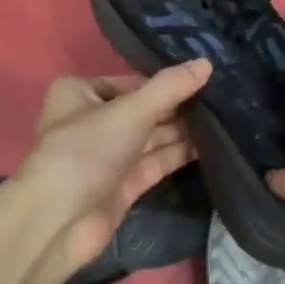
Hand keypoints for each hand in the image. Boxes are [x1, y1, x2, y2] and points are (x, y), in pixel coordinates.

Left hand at [14, 60, 210, 279]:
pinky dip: (178, 155)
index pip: (130, 82)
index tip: (206, 80)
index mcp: (79, 93)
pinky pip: (154, 162)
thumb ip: (170, 88)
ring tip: (226, 120)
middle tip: (224, 99)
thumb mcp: (130, 111)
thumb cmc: (86, 150)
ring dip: (183, 131)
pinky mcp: (121, 184)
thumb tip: (207, 63)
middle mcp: (91, 121)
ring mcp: (107, 155)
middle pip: (143, 110)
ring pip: (151, 138)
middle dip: (178, 108)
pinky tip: (212, 146)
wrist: (59, 220)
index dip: (165, 83)